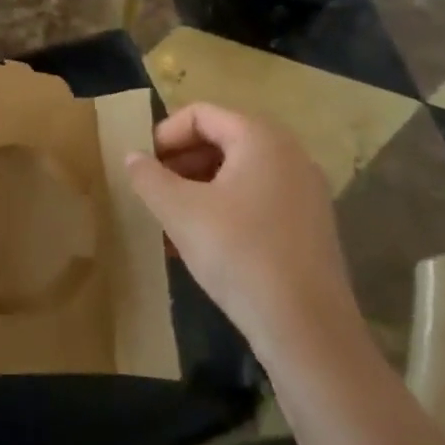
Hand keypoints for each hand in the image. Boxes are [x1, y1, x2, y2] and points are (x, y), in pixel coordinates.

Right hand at [125, 103, 362, 372]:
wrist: (308, 331)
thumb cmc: (238, 254)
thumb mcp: (179, 211)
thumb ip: (148, 177)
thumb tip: (132, 156)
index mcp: (260, 137)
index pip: (200, 114)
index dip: (165, 134)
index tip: (143, 166)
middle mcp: (289, 154)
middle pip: (222, 139)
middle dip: (181, 161)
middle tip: (154, 189)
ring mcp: (306, 191)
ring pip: (239, 172)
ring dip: (200, 186)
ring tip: (172, 219)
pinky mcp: (311, 226)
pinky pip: (258, 198)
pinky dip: (226, 207)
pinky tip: (203, 242)